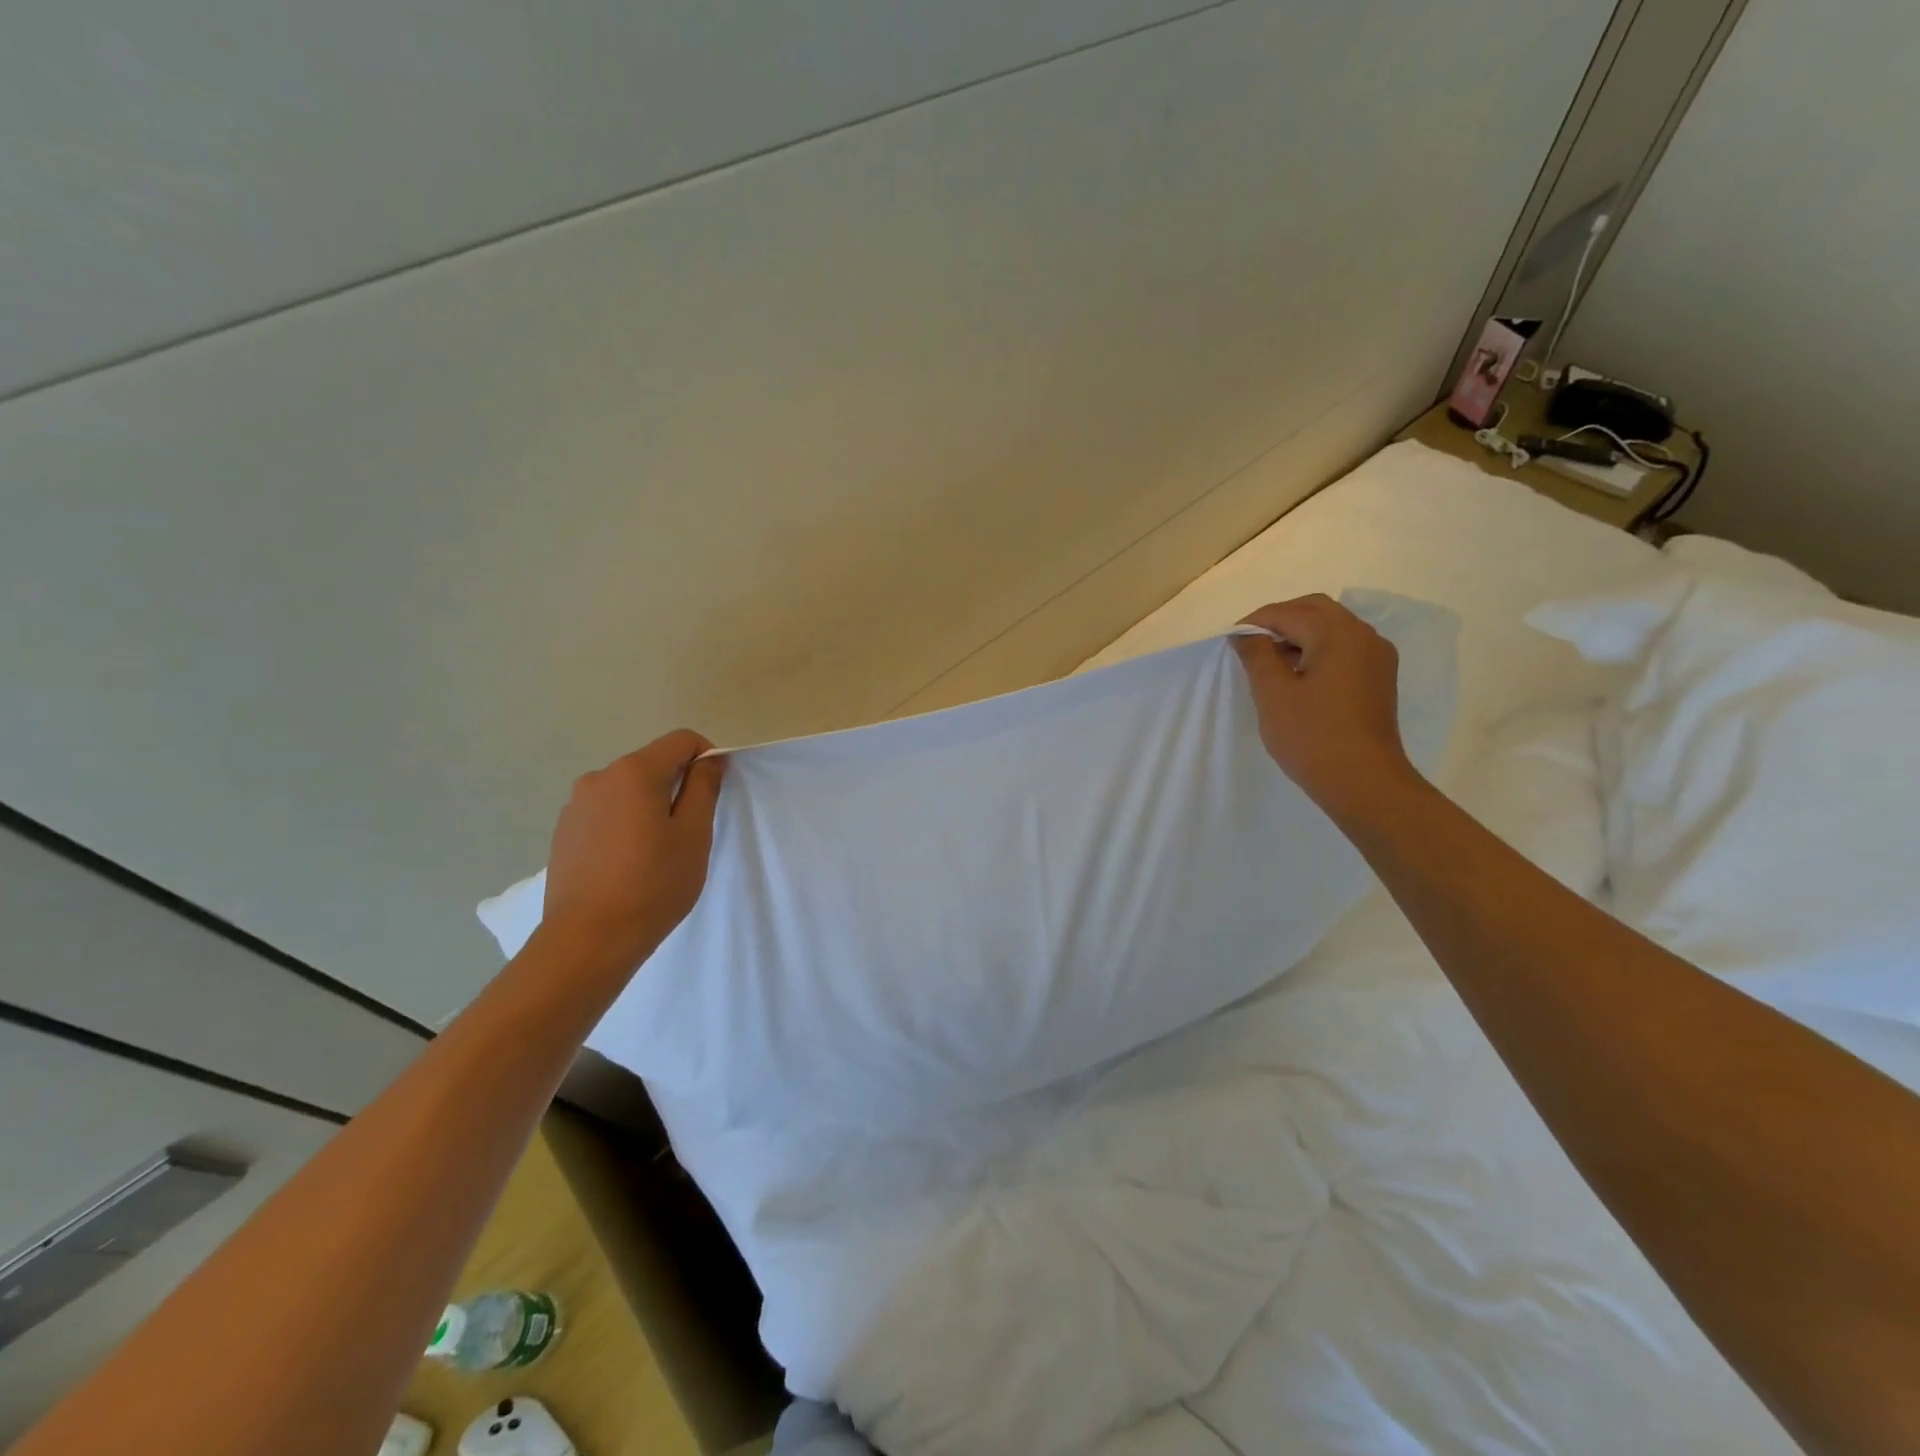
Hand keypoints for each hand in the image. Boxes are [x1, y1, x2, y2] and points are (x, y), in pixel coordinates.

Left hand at [539, 729, 726, 974]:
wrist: (588, 939)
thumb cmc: (653, 883)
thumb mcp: (694, 834)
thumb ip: (704, 787)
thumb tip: (709, 760)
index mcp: (634, 772)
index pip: (682, 740)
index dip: (707, 757)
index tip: (715, 794)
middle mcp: (599, 778)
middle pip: (652, 765)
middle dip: (677, 786)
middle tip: (690, 832)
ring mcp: (576, 806)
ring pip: (628, 792)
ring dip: (649, 808)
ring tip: (657, 853)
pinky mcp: (564, 833)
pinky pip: (606, 814)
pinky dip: (625, 826)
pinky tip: (628, 865)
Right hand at [1230, 595, 1417, 816]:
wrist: (1364, 782)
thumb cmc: (1312, 736)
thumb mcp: (1272, 694)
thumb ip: (1256, 655)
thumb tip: (1245, 634)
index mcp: (1338, 634)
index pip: (1288, 613)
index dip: (1254, 623)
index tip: (1230, 641)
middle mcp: (1363, 636)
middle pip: (1314, 610)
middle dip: (1279, 620)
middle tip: (1249, 645)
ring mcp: (1376, 657)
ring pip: (1331, 628)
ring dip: (1298, 634)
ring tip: (1269, 662)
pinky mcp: (1378, 678)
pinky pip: (1343, 648)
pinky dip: (1317, 650)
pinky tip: (1297, 675)